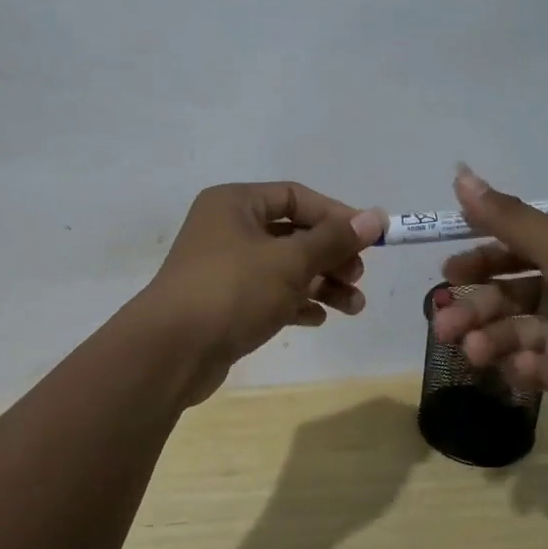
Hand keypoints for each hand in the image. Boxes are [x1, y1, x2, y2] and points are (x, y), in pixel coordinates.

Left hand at [141, 183, 385, 405]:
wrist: (171, 351)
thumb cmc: (233, 291)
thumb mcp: (290, 261)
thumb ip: (335, 239)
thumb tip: (376, 216)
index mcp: (235, 204)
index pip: (295, 197)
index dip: (336, 216)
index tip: (369, 239)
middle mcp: (227, 229)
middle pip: (292, 234)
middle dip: (330, 256)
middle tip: (357, 277)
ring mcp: (223, 268)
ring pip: (283, 268)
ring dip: (321, 284)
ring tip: (354, 307)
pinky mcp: (224, 304)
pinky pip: (268, 295)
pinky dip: (295, 303)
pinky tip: (320, 318)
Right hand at [430, 166, 547, 421]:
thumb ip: (507, 217)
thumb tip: (459, 173)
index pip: (509, 251)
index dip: (477, 259)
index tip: (448, 270)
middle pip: (501, 295)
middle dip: (470, 307)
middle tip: (443, 322)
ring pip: (507, 332)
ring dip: (484, 338)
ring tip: (471, 349)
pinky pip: (527, 367)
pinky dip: (517, 367)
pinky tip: (521, 367)